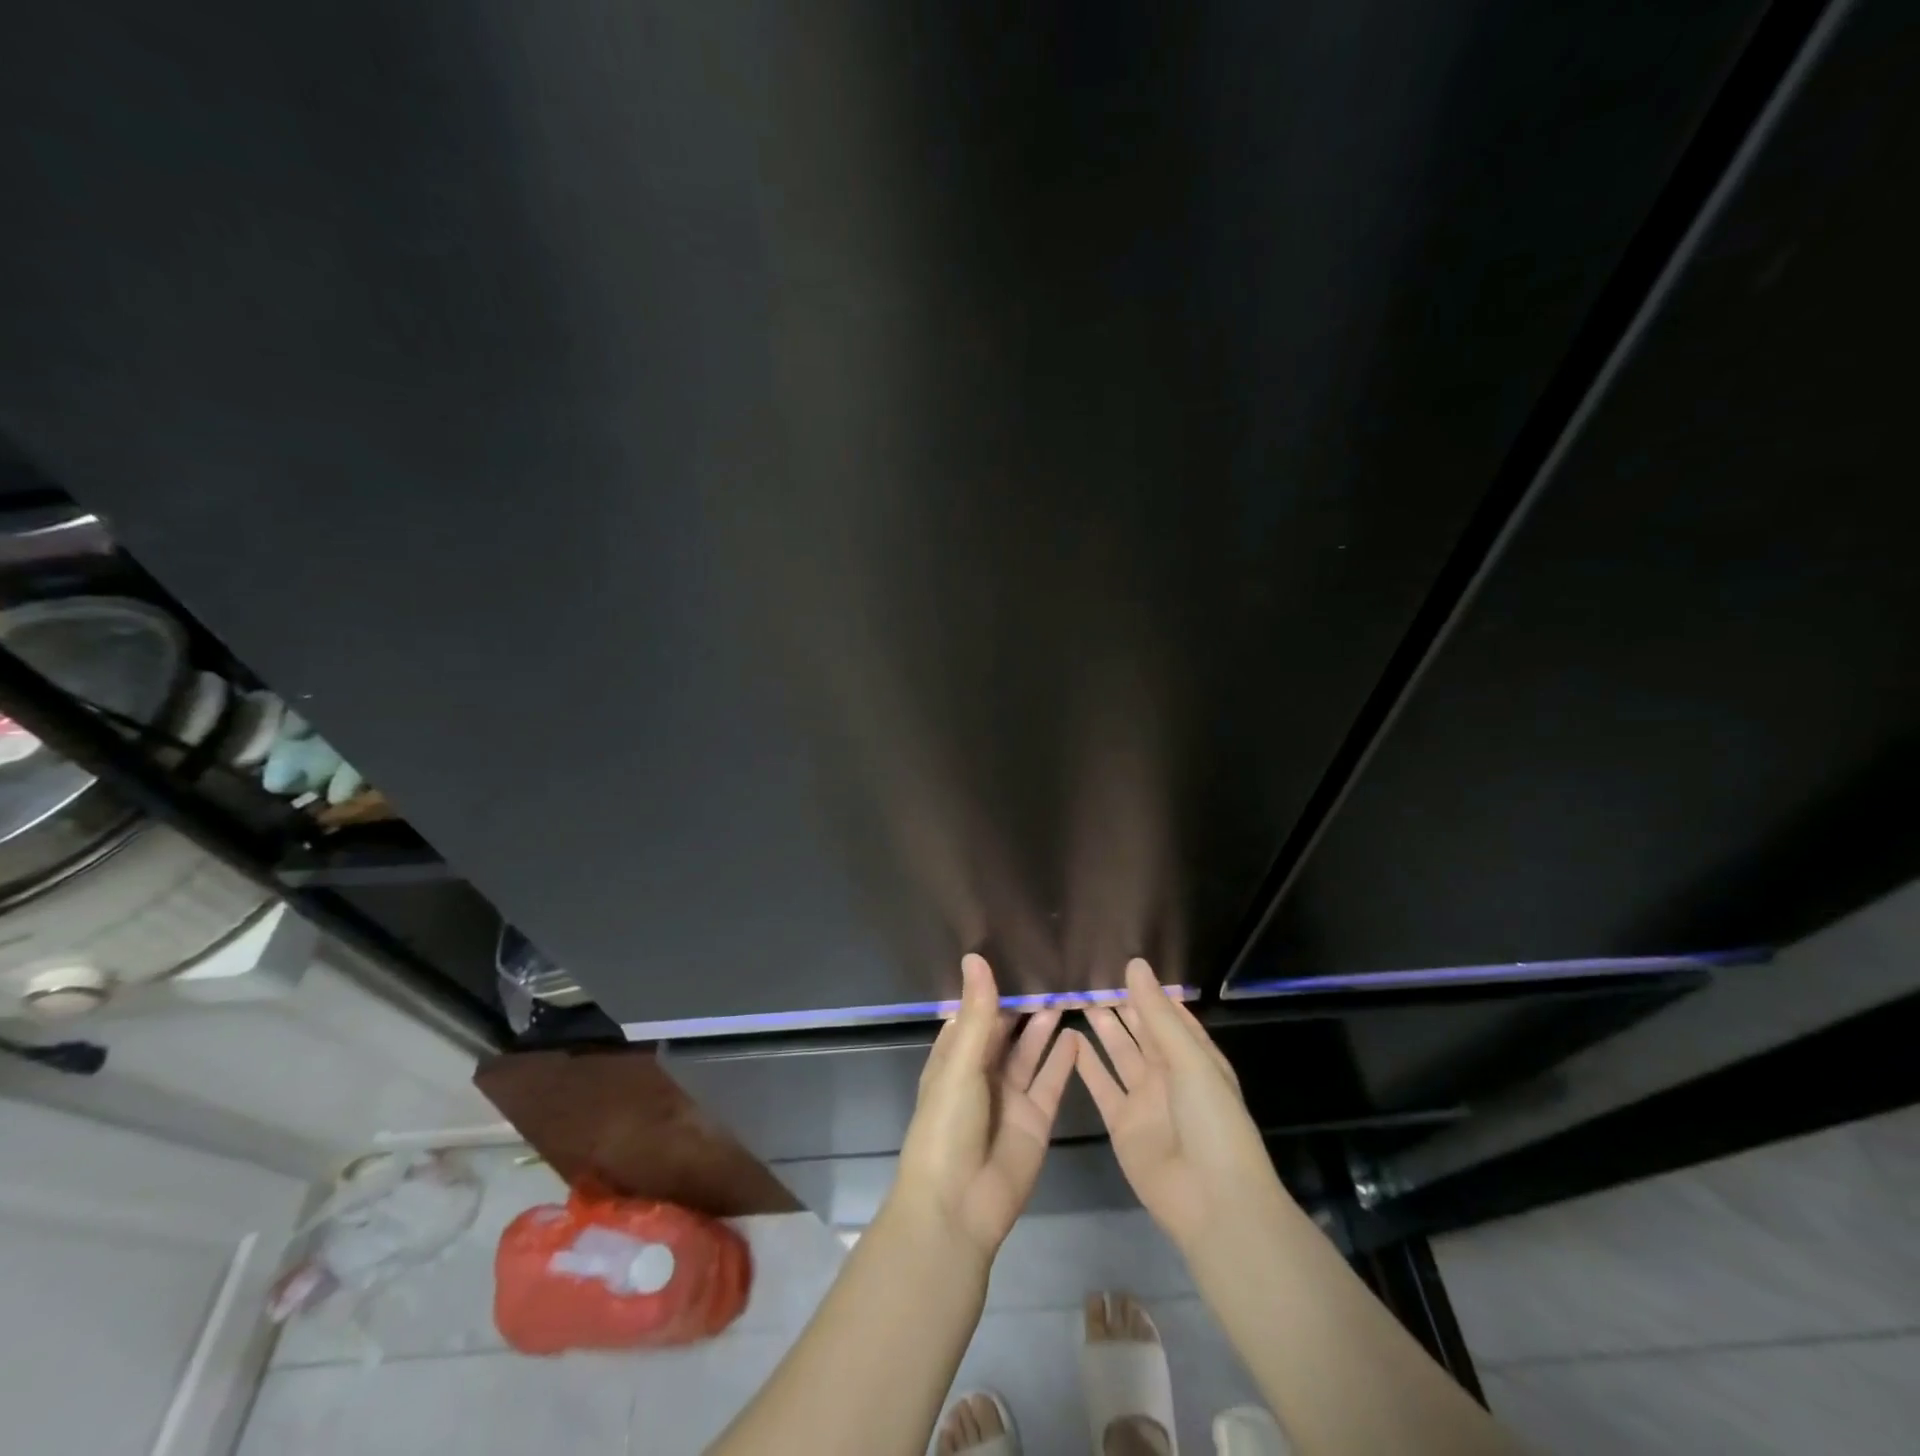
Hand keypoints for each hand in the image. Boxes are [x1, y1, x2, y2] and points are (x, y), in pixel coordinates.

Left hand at [893, 954, 1080, 1258]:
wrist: (958, 1207)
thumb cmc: (947, 1126)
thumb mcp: (961, 1064)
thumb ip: (977, 1013)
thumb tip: (976, 957)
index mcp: (954, 1057)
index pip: (976, 1014)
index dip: (994, 990)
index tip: (1018, 956)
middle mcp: (982, 1072)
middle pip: (1006, 1031)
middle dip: (1025, 1006)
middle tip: (1054, 972)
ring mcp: (1010, 1097)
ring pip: (1031, 1053)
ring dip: (1046, 1027)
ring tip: (1069, 994)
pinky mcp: (1035, 1120)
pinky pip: (1051, 1082)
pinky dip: (1063, 1060)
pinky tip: (1078, 1035)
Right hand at [1076, 958, 1286, 1251]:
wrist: (1212, 1202)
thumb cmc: (1212, 1121)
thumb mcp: (1189, 1060)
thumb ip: (1157, 1013)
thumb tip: (1135, 963)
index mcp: (1195, 1057)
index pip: (1170, 1015)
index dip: (1148, 992)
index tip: (1122, 964)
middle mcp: (1169, 1075)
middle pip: (1142, 1032)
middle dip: (1121, 1007)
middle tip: (1090, 978)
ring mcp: (1145, 1100)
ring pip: (1120, 1054)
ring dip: (1103, 1030)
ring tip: (1079, 999)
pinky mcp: (1122, 1124)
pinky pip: (1101, 1087)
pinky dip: (1086, 1065)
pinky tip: (1068, 1040)